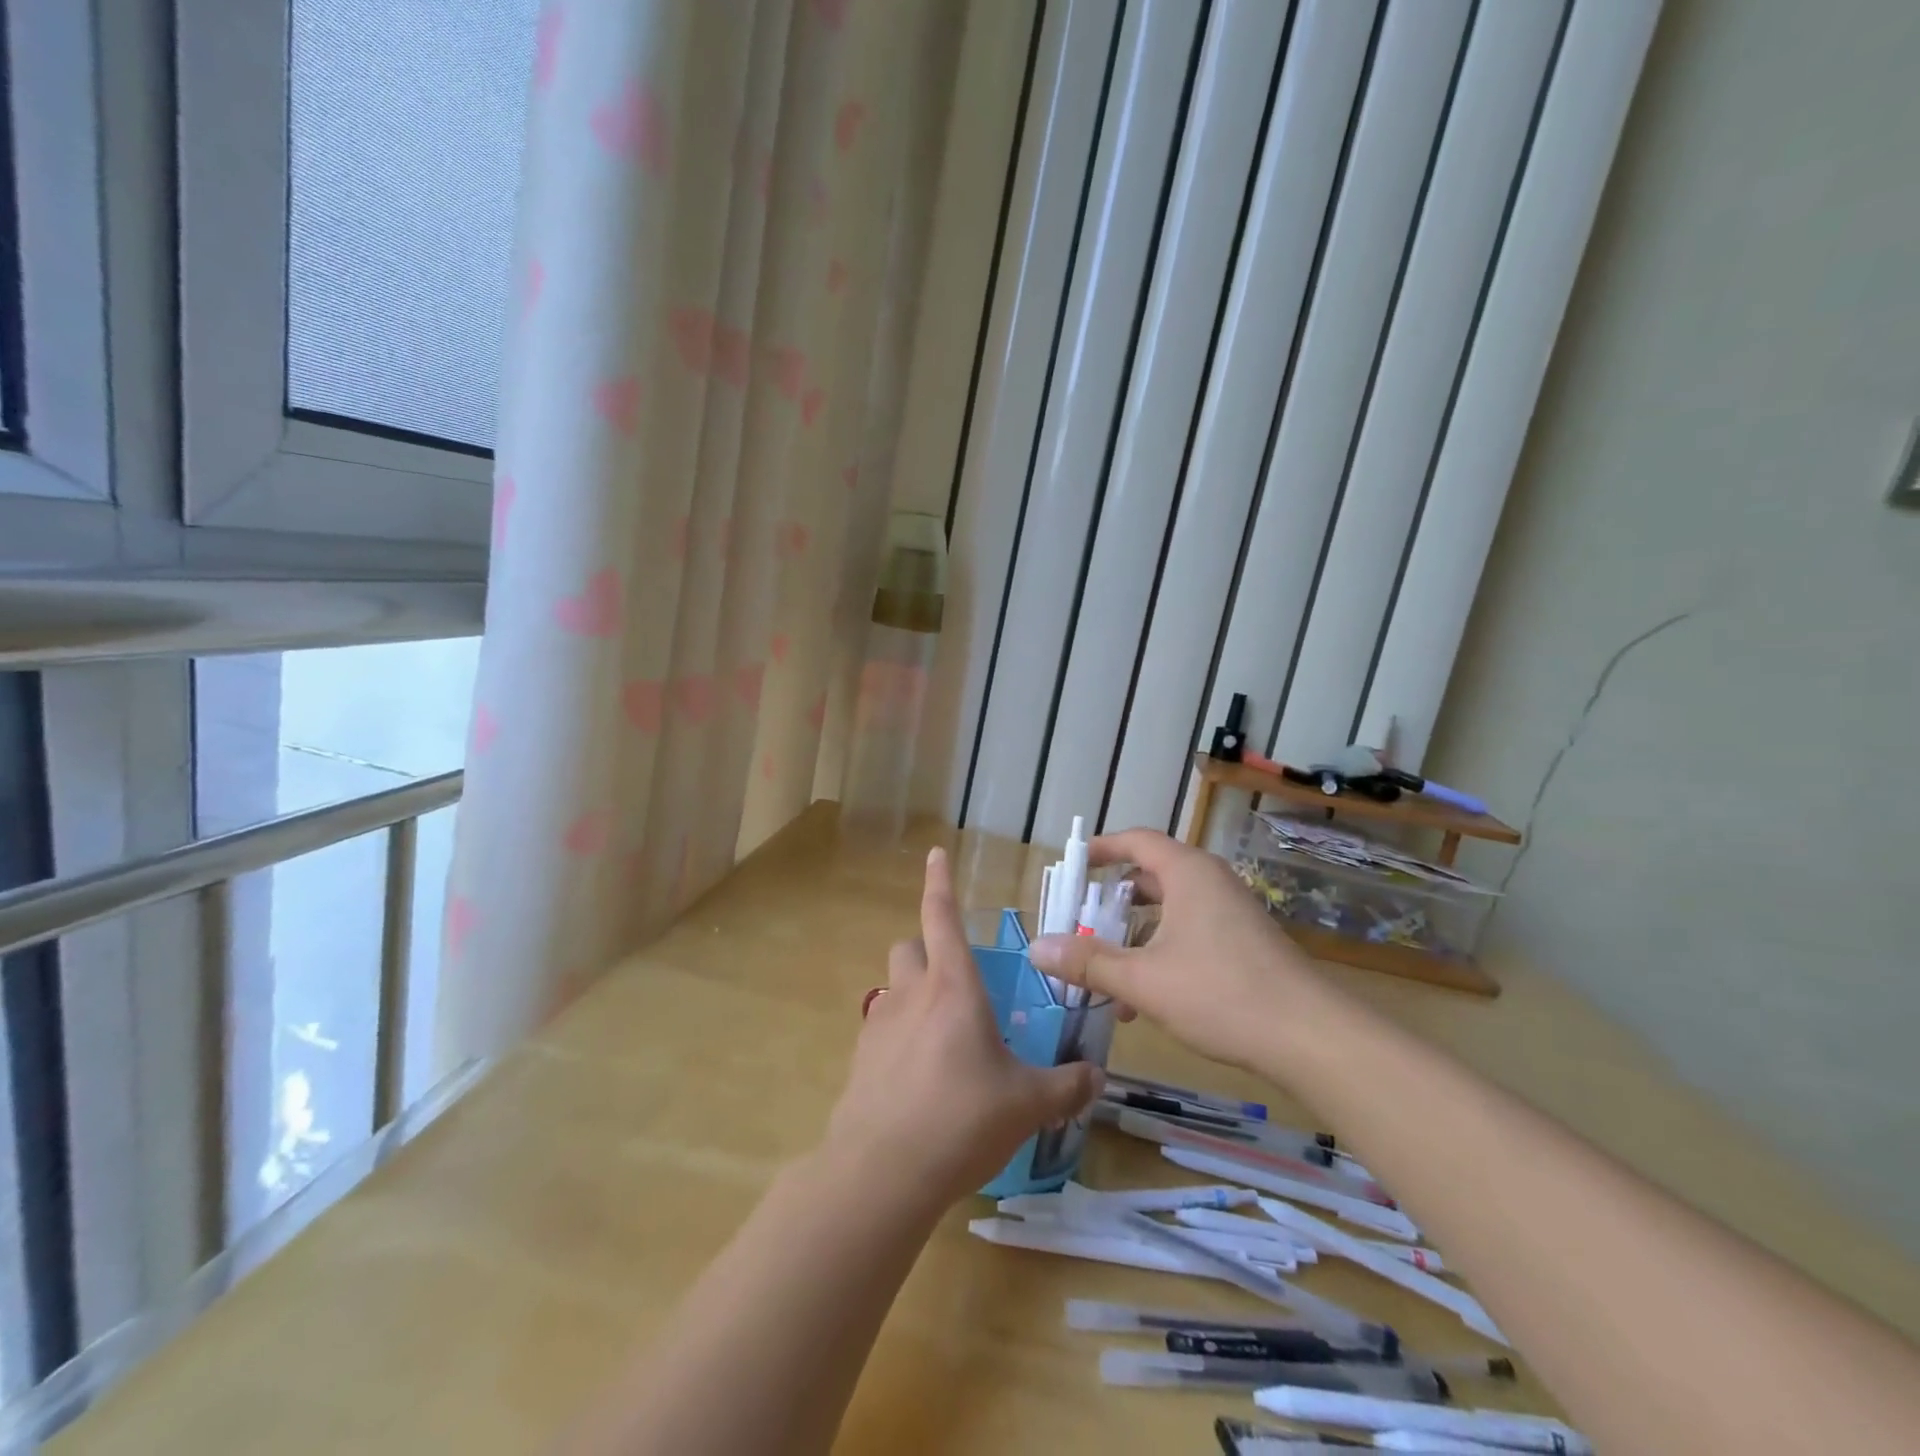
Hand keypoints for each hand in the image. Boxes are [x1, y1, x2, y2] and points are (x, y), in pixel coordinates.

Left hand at [823, 847, 1104, 1208]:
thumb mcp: (1026, 1105)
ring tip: (942, 1032)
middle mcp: (912, 994)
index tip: (934, 852)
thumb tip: (1095, 1075)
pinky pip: (882, 1027)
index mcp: (954, 988)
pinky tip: (920, 1076)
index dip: (939, 881)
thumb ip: (1066, 1086)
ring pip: (894, 985)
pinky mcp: (860, 1058)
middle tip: (957, 980)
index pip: (942, 916)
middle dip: (929, 949)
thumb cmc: (961, 1119)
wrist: (881, 1172)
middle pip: (910, 946)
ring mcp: (879, 1024)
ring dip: (914, 992)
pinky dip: (899, 1034)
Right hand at [1028, 828, 1319, 1071]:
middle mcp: (1210, 882)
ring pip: (1169, 911)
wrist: (1311, 1038)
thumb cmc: (1221, 993)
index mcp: (1187, 873)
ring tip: (1106, 974)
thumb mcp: (1144, 980)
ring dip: (1134, 937)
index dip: (1101, 848)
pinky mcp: (1244, 943)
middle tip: (1080, 923)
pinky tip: (1144, 1000)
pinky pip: (1189, 933)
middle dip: (1111, 902)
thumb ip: (1088, 963)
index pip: (1136, 841)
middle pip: (1150, 876)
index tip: (1072, 864)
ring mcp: (1231, 913)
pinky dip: (1160, 953)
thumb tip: (1037, 948)